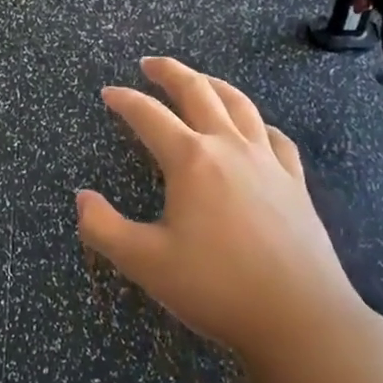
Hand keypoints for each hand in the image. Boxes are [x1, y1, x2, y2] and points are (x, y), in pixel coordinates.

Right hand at [76, 57, 370, 374]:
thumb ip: (103, 227)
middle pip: (199, 93)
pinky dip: (257, 123)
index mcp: (191, 161)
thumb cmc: (216, 287)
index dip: (125, 101)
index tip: (109, 93)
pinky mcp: (295, 184)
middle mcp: (230, 149)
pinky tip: (255, 129)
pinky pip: (275, 138)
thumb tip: (82, 198)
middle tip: (150, 63)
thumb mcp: (144, 262)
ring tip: (199, 80)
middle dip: (171, 73)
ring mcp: (268, 163)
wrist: (300, 318)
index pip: (149, 116)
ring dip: (214, 85)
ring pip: (240, 106)